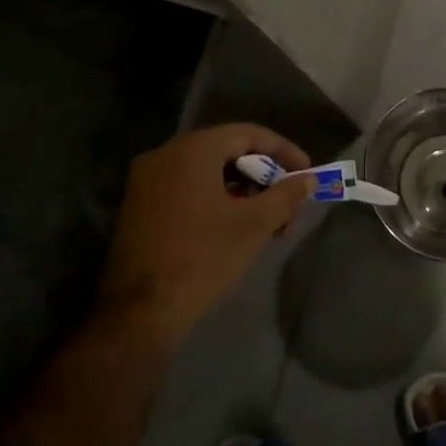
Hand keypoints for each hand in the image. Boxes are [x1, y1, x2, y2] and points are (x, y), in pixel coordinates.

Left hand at [97, 124, 314, 346]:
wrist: (139, 311)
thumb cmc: (202, 258)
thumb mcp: (253, 226)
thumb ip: (285, 196)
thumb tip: (307, 180)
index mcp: (193, 149)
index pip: (248, 134)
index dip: (283, 151)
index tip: (306, 173)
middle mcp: (165, 154)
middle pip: (226, 150)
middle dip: (262, 175)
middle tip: (287, 203)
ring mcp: (146, 180)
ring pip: (206, 171)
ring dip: (240, 190)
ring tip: (265, 221)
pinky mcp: (138, 205)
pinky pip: (185, 187)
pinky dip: (214, 198)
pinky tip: (231, 226)